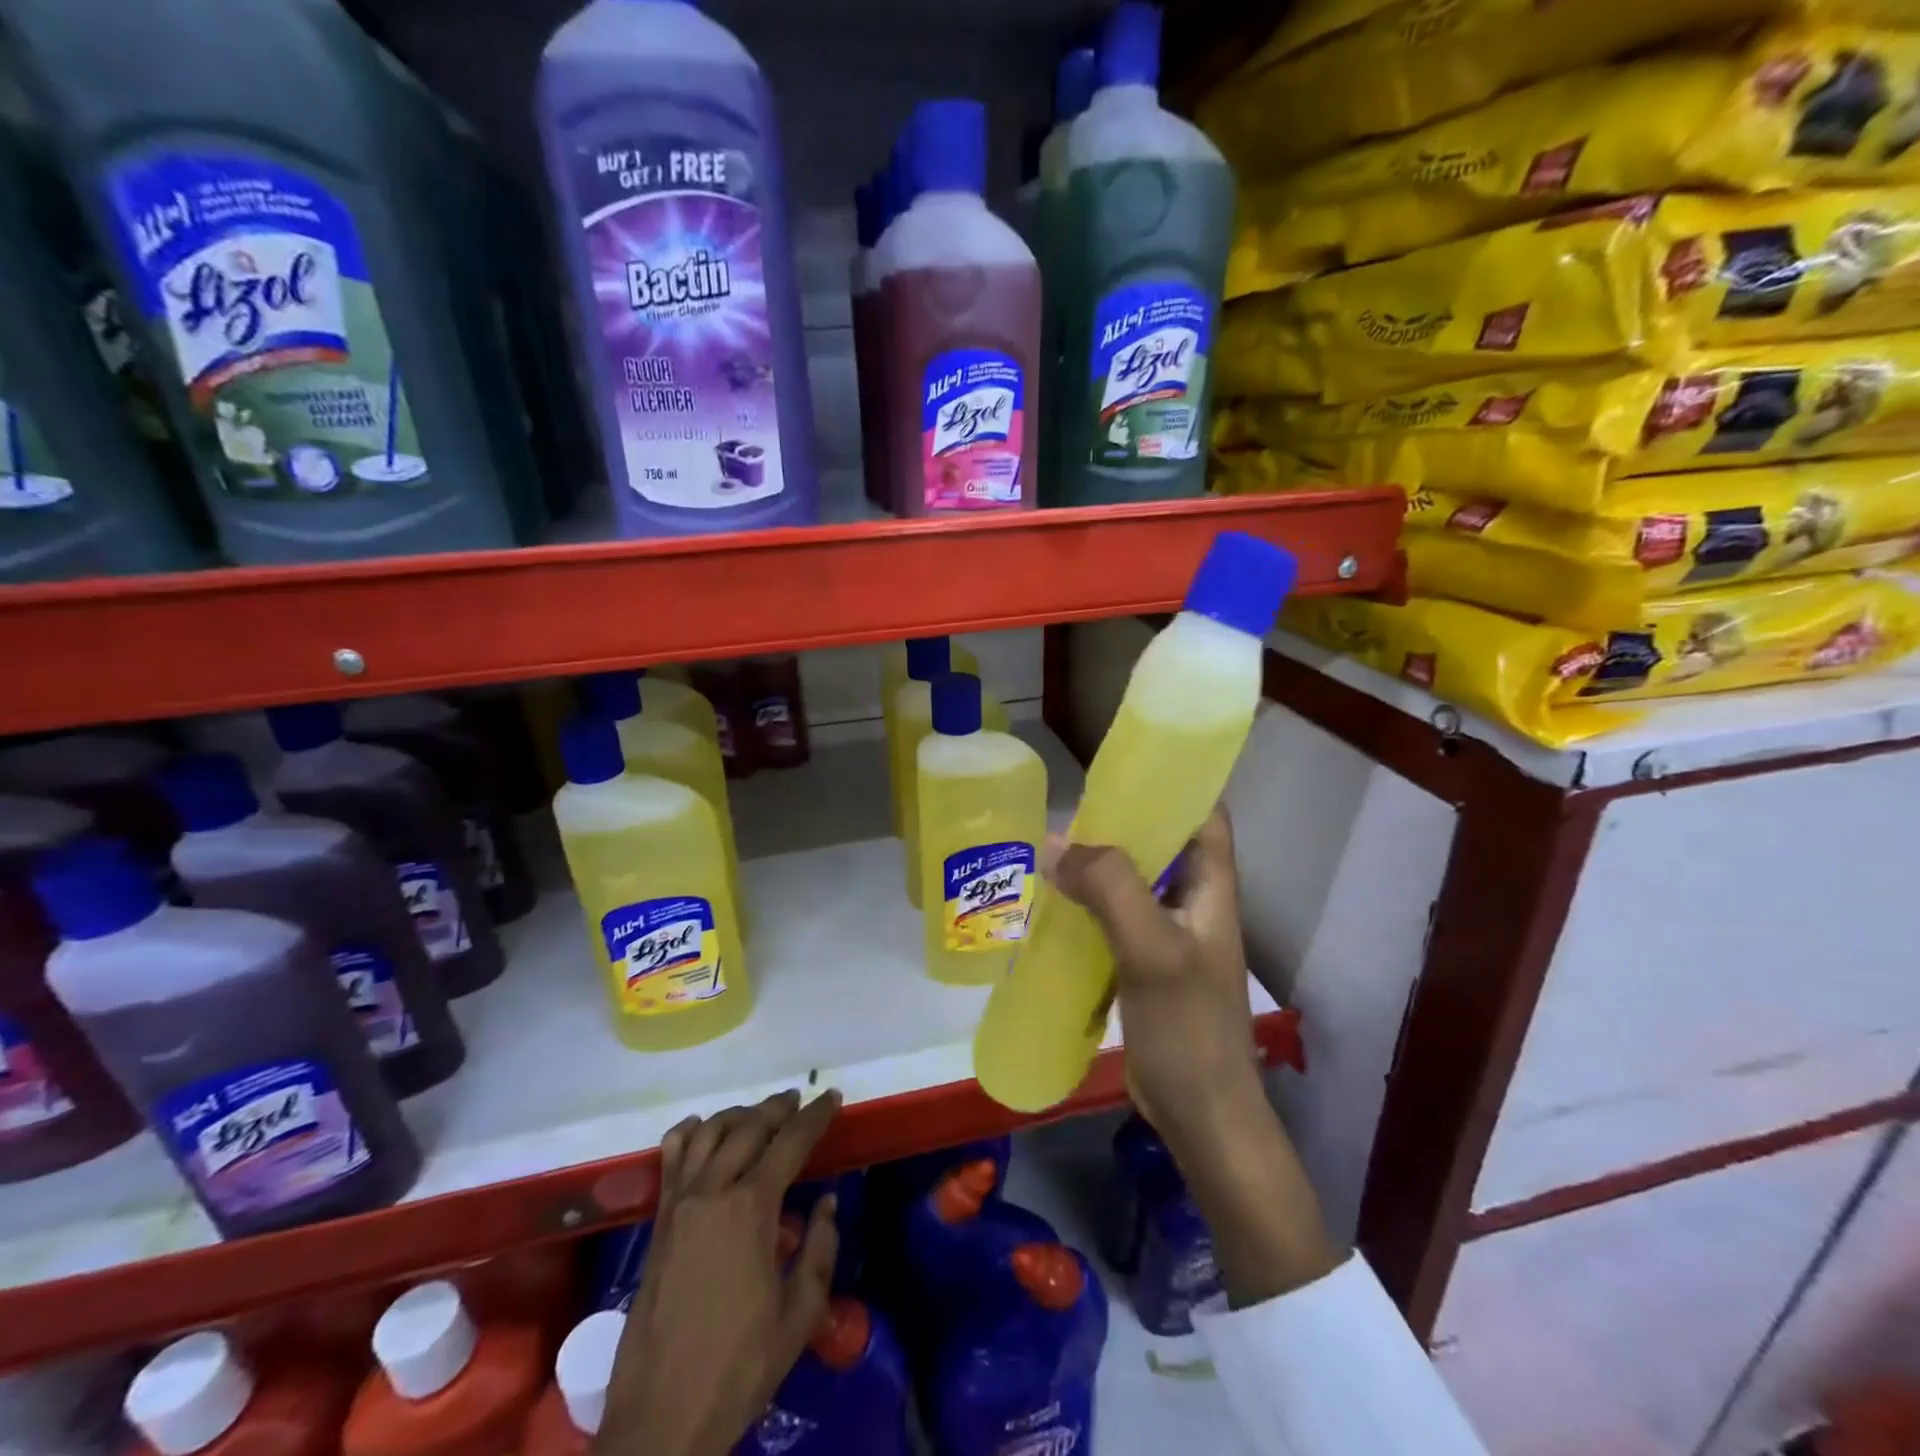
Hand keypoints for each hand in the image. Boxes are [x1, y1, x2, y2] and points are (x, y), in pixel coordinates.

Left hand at [597, 1090, 840, 1455]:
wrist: (662, 1417)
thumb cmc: (739, 1366)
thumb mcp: (799, 1315)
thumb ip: (819, 1250)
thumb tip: (828, 1203)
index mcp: (752, 1208)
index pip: (790, 1142)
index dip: (816, 1115)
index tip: (832, 1096)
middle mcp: (713, 1191)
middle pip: (749, 1128)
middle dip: (778, 1108)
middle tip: (799, 1100)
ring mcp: (680, 1204)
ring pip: (709, 1134)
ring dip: (738, 1115)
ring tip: (759, 1113)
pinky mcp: (658, 1223)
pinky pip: (670, 1160)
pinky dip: (687, 1134)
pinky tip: (699, 1128)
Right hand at [1046, 805, 1257, 1145]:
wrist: (1200, 1113)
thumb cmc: (1188, 1027)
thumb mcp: (1152, 949)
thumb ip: (1110, 889)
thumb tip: (1055, 845)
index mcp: (1211, 885)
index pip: (1204, 813)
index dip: (1173, 784)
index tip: (1122, 769)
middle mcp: (1193, 900)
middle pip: (1158, 842)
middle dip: (1116, 824)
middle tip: (1066, 813)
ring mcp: (1167, 933)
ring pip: (1130, 880)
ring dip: (1095, 866)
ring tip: (1048, 853)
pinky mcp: (1143, 961)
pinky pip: (1112, 916)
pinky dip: (1085, 904)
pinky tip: (1049, 905)